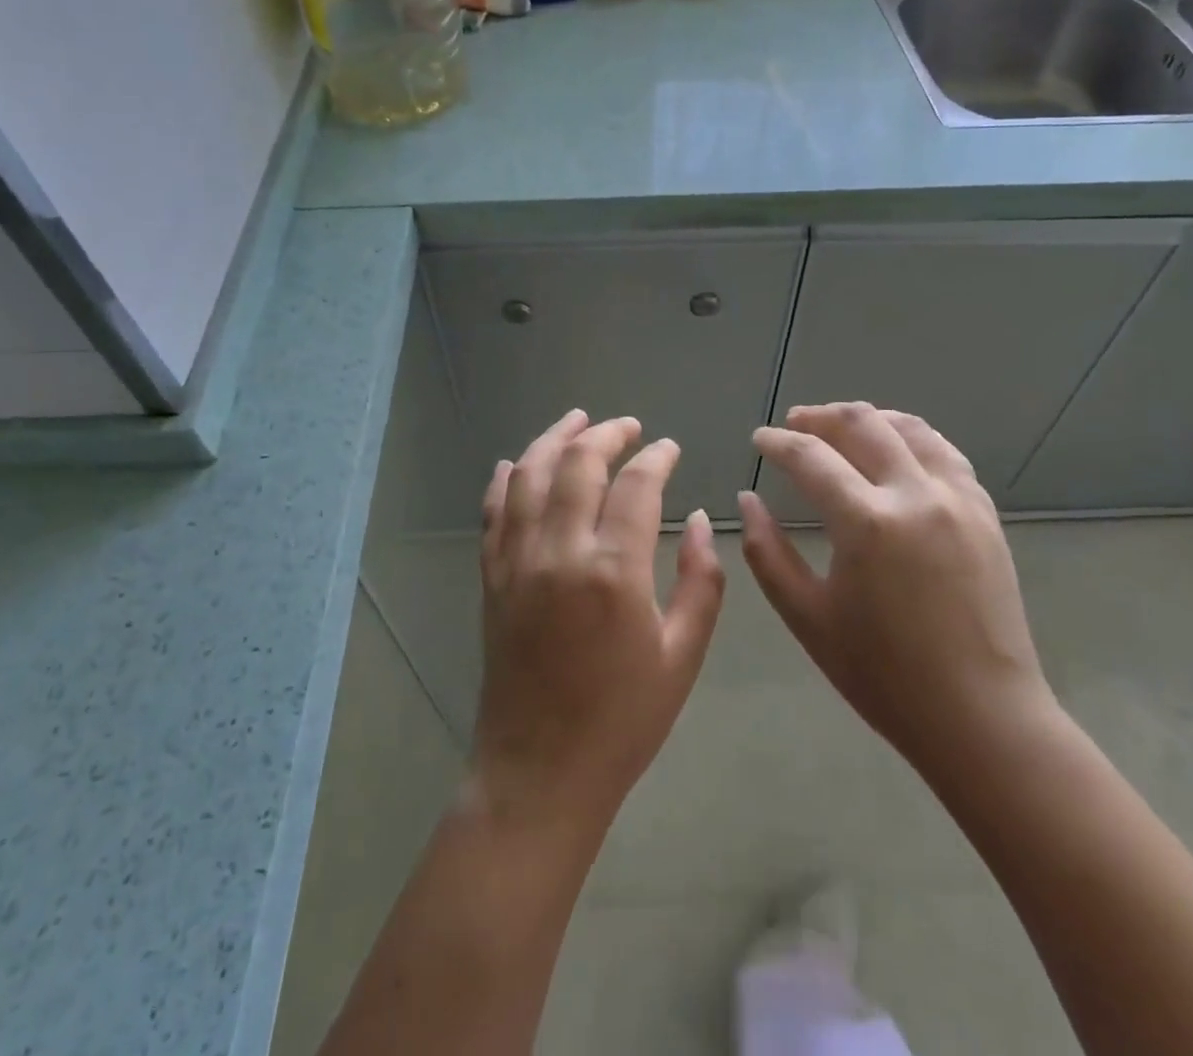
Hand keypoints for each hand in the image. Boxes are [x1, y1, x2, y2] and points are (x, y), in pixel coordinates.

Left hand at [472, 409, 724, 836]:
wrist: (540, 771)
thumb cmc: (623, 720)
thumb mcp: (682, 656)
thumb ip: (700, 581)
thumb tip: (699, 520)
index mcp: (614, 571)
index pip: (637, 486)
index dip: (656, 458)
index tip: (669, 449)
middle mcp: (559, 552)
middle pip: (578, 464)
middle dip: (606, 434)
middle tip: (628, 427)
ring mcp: (517, 561)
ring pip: (530, 475)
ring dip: (554, 439)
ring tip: (577, 420)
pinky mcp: (492, 577)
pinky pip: (493, 512)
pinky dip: (505, 479)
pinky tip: (517, 463)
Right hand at [740, 403, 1057, 798]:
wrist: (981, 717)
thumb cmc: (884, 675)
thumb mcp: (807, 617)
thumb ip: (766, 552)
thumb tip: (748, 500)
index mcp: (867, 522)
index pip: (810, 456)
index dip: (778, 442)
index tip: (759, 439)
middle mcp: (915, 494)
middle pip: (862, 423)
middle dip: (820, 417)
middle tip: (794, 426)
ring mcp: (958, 499)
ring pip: (909, 428)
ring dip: (868, 418)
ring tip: (841, 428)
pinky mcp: (985, 513)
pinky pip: (944, 452)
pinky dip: (910, 438)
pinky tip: (895, 450)